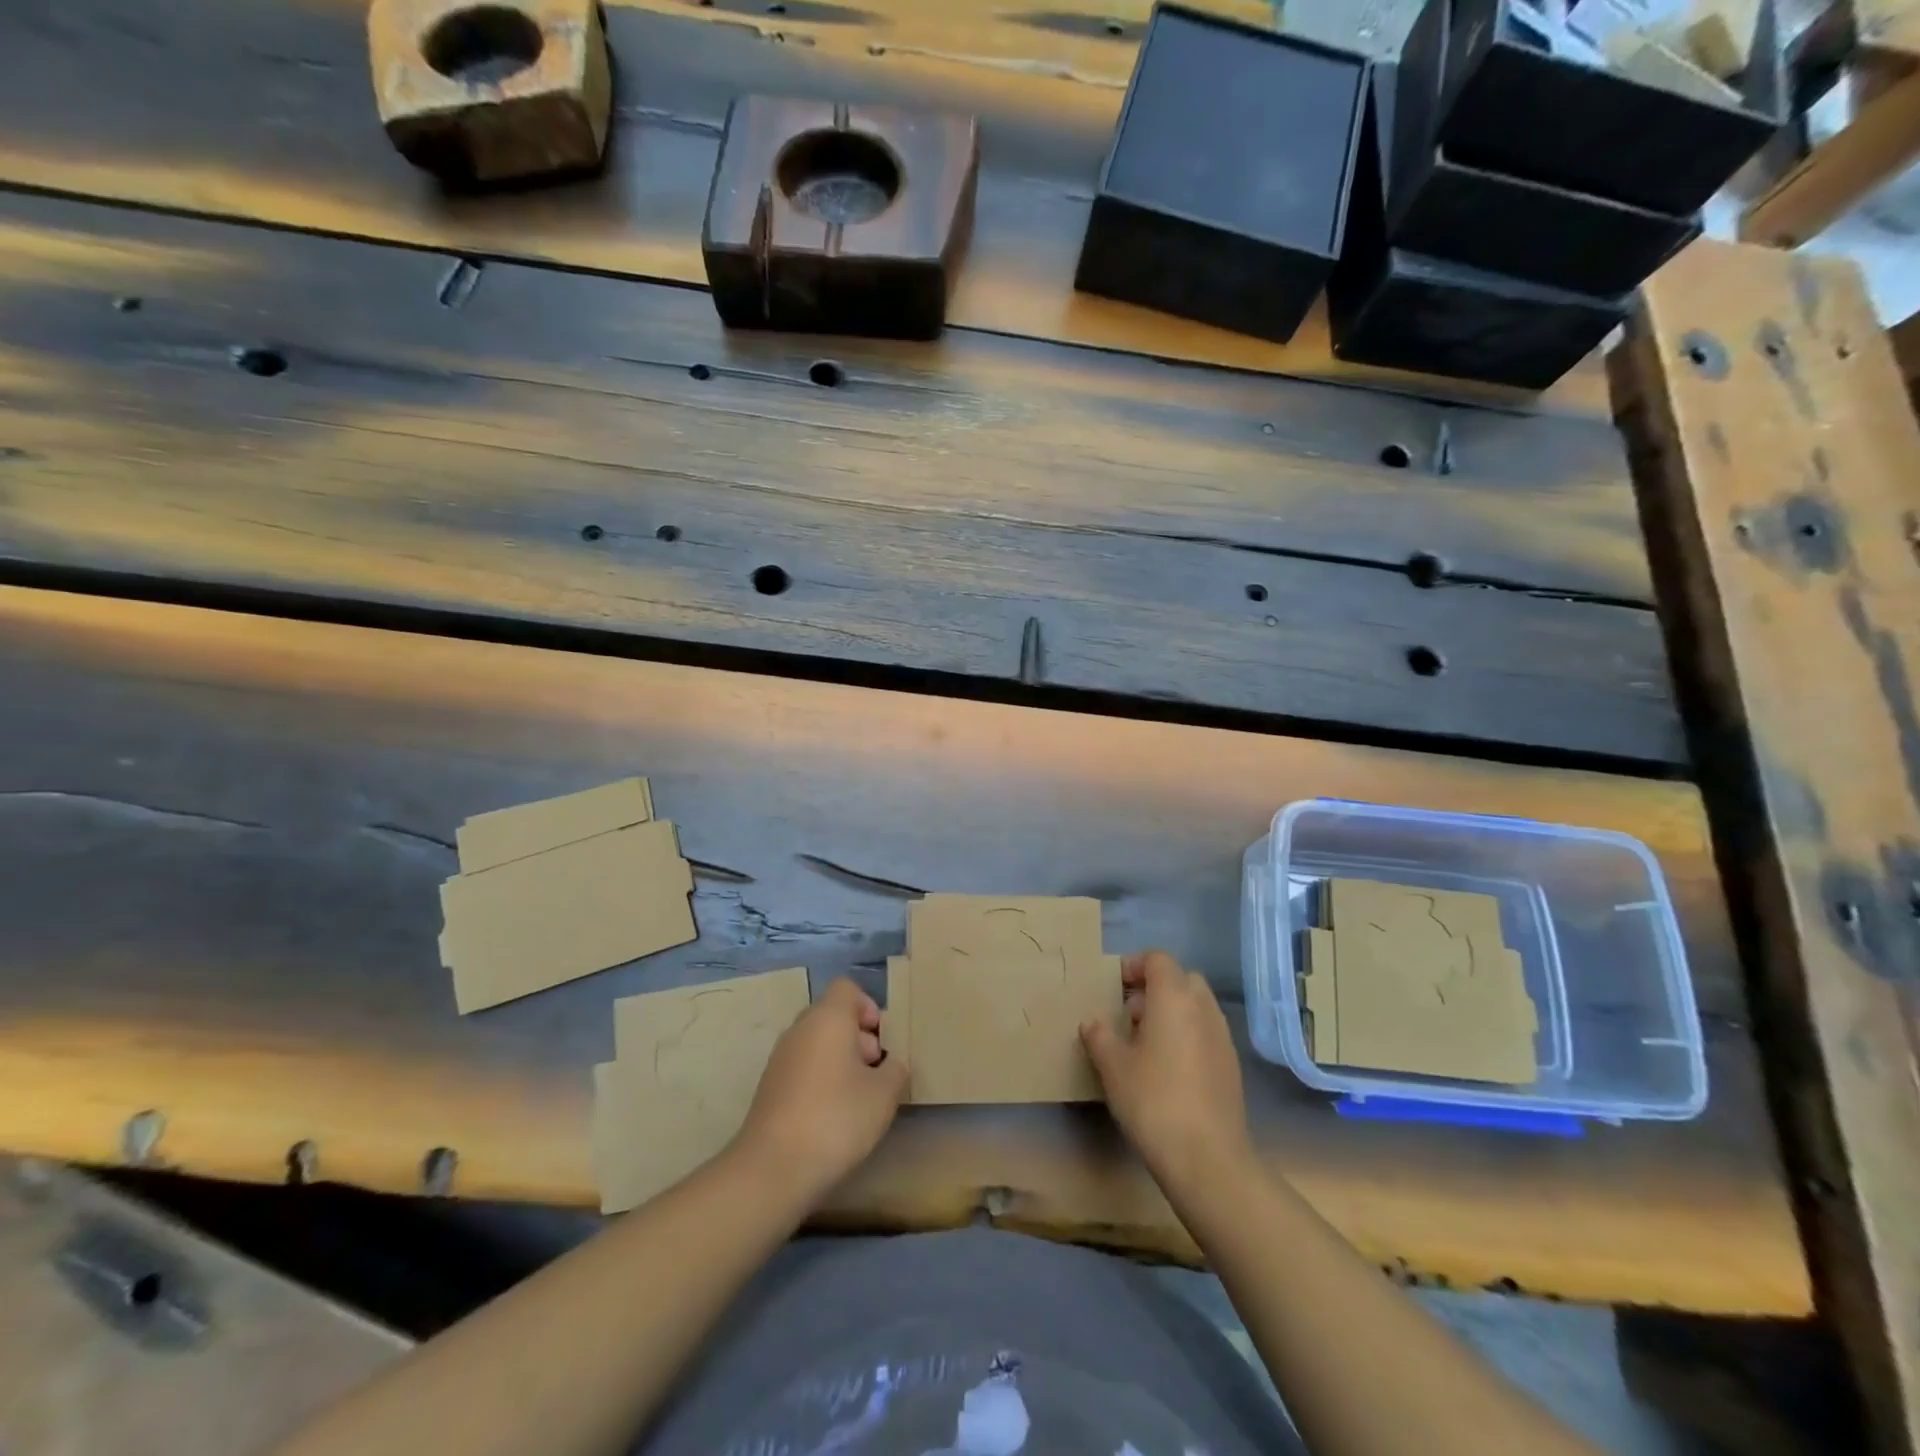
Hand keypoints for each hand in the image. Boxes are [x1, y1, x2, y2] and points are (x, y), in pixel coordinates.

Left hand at [733, 977, 908, 1205]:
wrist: (772, 1169)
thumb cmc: (836, 1118)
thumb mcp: (884, 1094)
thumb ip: (895, 1069)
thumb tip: (891, 1063)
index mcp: (828, 1018)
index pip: (847, 988)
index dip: (868, 1007)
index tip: (881, 1041)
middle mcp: (800, 1029)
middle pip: (832, 1015)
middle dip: (858, 1037)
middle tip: (875, 1072)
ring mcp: (780, 1058)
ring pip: (817, 1043)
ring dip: (839, 1061)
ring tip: (857, 1098)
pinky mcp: (769, 1087)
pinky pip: (802, 1067)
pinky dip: (819, 1080)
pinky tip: (832, 1116)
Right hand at [1080, 950, 1251, 1192]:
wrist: (1208, 1158)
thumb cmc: (1153, 1100)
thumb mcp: (1113, 1067)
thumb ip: (1099, 1036)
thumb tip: (1093, 1023)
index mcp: (1174, 997)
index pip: (1157, 959)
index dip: (1134, 966)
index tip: (1114, 988)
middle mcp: (1203, 1008)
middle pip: (1181, 979)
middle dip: (1155, 988)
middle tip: (1129, 1016)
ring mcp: (1222, 1036)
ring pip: (1196, 1006)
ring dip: (1172, 1012)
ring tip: (1146, 1045)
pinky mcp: (1232, 1065)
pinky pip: (1206, 1032)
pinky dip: (1187, 1036)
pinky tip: (1168, 1070)